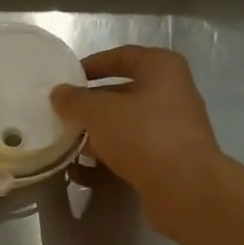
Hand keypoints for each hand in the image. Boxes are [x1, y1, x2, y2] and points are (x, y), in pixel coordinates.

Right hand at [51, 46, 221, 227]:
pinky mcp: (168, 159)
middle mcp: (172, 93)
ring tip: (67, 142)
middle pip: (123, 92)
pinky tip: (82, 170)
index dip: (92, 65)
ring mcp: (172, 128)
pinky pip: (132, 151)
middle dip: (92, 104)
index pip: (122, 56)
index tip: (67, 78)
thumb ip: (75, 100)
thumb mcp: (99, 112)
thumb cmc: (143, 135)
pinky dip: (109, 157)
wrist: (185, 188)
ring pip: (126, 124)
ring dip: (97, 133)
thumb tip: (58, 93)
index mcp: (162, 68)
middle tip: (62, 113)